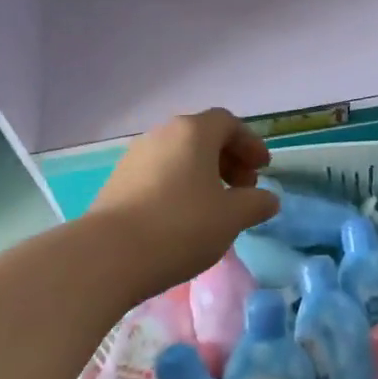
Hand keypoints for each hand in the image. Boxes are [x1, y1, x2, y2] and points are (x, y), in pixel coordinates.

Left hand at [90, 109, 279, 290]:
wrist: (108, 255)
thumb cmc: (180, 227)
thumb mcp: (231, 218)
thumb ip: (256, 204)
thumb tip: (268, 199)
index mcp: (192, 132)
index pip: (228, 123)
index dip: (249, 143)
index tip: (263, 170)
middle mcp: (162, 134)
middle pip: (202, 136)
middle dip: (228, 159)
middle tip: (243, 189)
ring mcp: (135, 157)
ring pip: (179, 156)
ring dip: (203, 174)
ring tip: (214, 207)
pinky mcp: (117, 181)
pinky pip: (159, 173)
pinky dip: (179, 185)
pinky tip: (183, 217)